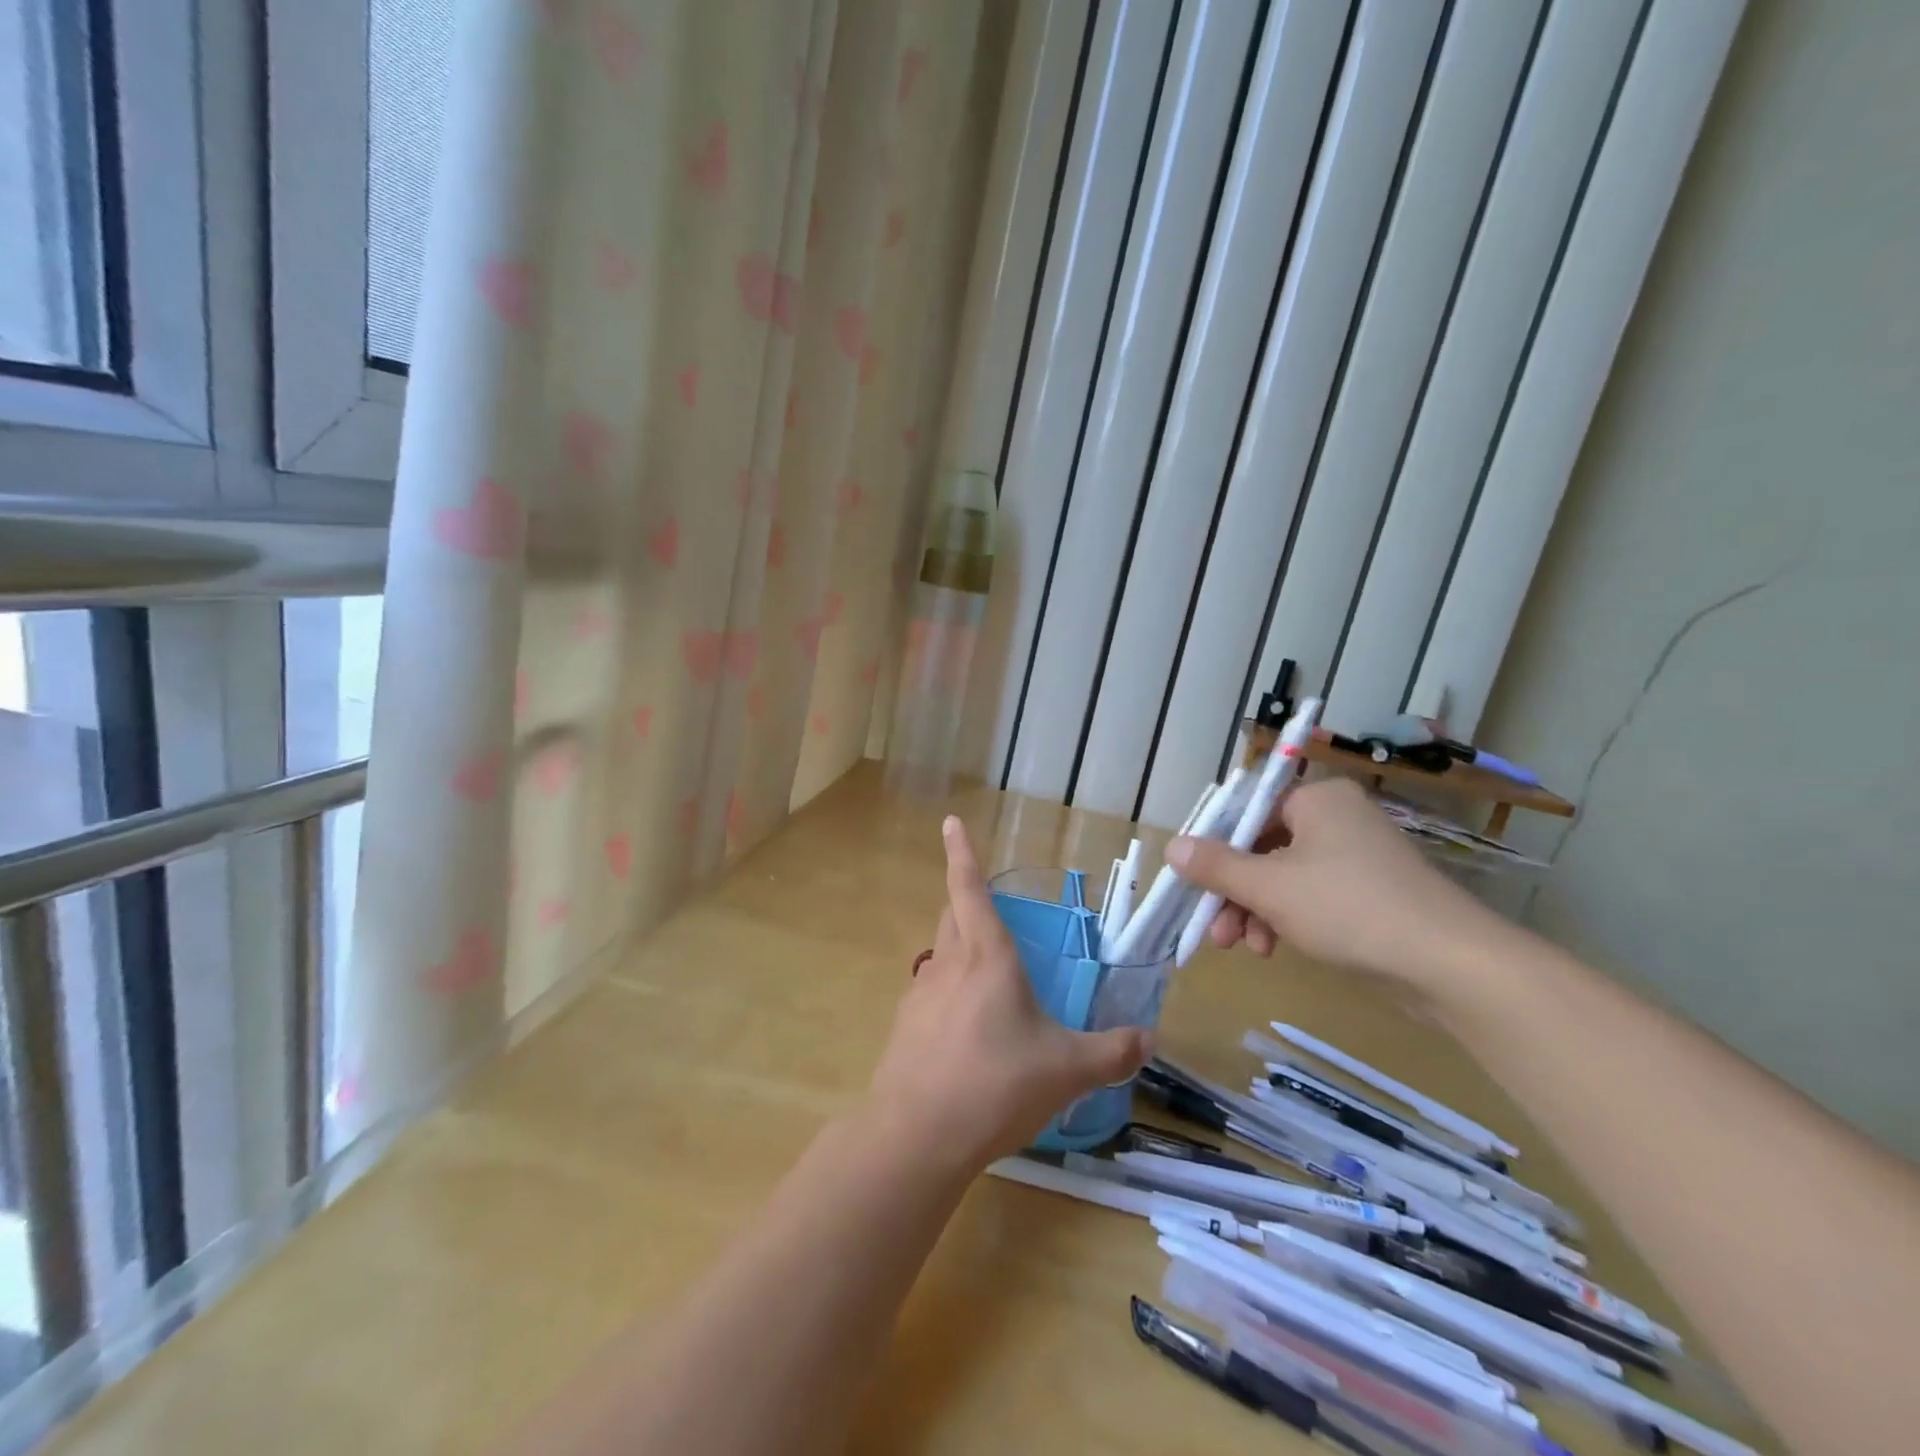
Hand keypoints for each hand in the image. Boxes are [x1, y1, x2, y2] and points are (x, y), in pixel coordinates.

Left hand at [867, 817, 1152, 1169]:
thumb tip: (1148, 1039)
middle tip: (991, 908)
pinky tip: (969, 1032)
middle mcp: (949, 964)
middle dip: (966, 900)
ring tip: (991, 980)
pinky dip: (950, 994)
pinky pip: (932, 993)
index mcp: (987, 957)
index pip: (969, 888)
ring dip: (961, 950)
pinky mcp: (905, 1026)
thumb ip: (1111, 1052)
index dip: (961, 852)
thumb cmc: (995, 1085)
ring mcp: (921, 994)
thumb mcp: (1067, 1071)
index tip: (950, 822)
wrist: (916, 1135)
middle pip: (952, 914)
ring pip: (941, 953)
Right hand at [1166, 777, 1497, 993]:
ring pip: (1283, 877)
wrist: (1450, 965)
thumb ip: (1216, 866)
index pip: (1245, 813)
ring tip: (1243, 947)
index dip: (1212, 848)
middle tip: (1212, 929)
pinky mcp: (1370, 893)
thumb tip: (1171, 846)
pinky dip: (1286, 919)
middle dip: (1232, 892)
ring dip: (1254, 911)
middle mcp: (1336, 818)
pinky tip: (1274, 949)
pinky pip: (1311, 896)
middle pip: (1261, 848)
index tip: (1190, 882)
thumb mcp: (1269, 888)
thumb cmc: (1349, 908)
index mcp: (1316, 800)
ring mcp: (1356, 856)